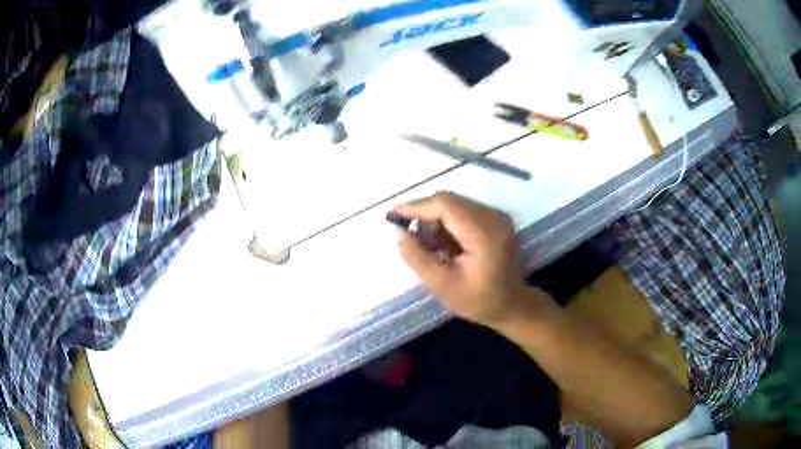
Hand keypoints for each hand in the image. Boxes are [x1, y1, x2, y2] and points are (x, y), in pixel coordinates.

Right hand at [395, 192, 544, 327]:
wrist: (512, 306)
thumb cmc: (479, 301)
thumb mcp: (442, 285)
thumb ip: (417, 257)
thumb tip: (396, 231)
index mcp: (484, 233)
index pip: (446, 205)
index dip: (417, 206)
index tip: (393, 215)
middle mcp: (493, 217)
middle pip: (450, 201)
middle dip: (425, 216)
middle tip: (410, 238)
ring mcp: (496, 216)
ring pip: (455, 205)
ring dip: (436, 222)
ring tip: (429, 248)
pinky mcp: (495, 220)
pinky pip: (464, 212)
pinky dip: (447, 225)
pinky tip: (443, 246)